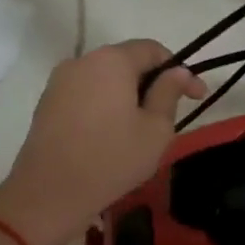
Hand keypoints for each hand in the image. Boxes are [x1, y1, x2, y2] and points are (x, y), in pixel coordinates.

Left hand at [0, 40, 206, 244]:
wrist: (48, 195)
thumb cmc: (111, 159)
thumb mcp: (156, 129)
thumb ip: (169, 93)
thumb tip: (179, 71)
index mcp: (112, 61)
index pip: (153, 50)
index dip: (180, 70)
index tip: (197, 96)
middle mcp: (82, 61)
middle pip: (127, 62)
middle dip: (153, 82)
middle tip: (171, 113)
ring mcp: (59, 82)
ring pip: (105, 79)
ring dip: (128, 95)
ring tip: (142, 127)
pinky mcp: (46, 103)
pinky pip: (86, 94)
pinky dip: (105, 105)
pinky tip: (113, 133)